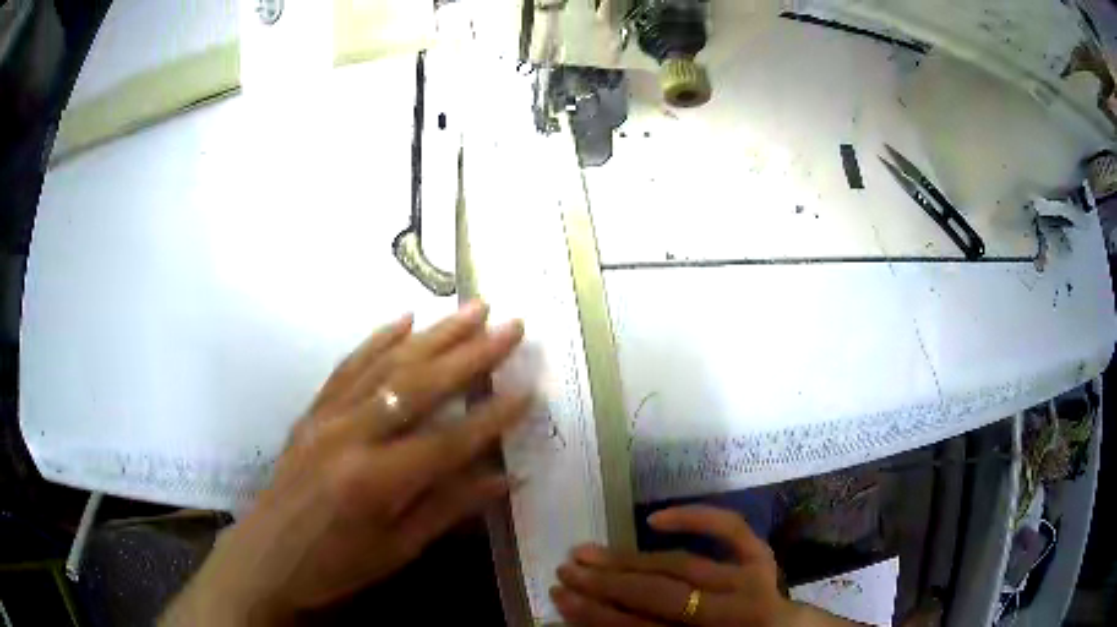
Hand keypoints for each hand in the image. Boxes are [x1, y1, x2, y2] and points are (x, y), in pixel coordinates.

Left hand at [162, 301, 527, 625]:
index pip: (449, 442)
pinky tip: (403, 320)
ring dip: (433, 334)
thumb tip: (505, 479)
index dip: (493, 418)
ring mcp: (327, 417)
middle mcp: (351, 437)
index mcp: (376, 482)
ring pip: (386, 365)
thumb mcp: (398, 550)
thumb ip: (449, 508)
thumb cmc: (336, 566)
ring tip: (471, 309)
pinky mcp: (312, 411)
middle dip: (472, 354)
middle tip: (510, 325)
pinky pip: (348, 367)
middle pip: (420, 387)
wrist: (266, 558)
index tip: (530, 389)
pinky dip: (378, 340)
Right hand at [552, 506, 857, 625]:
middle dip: (605, 584)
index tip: (559, 599)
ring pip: (682, 565)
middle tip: (564, 570)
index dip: (596, 616)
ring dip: (630, 558)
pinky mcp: (762, 557)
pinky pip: (730, 531)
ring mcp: (751, 579)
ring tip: (587, 551)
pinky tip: (657, 518)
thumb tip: (593, 617)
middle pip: (659, 595)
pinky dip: (696, 518)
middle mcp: (732, 611)